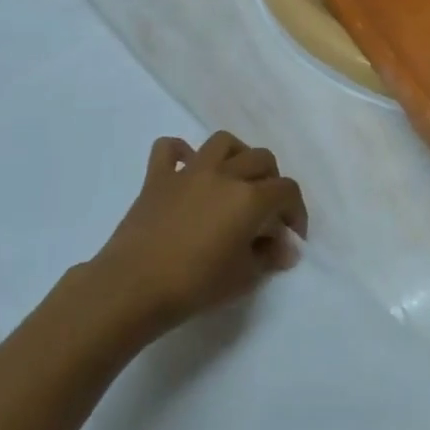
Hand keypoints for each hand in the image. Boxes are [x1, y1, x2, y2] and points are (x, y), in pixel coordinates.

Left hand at [91, 131, 308, 335]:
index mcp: (250, 198)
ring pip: (223, 142)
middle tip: (266, 212)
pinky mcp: (157, 177)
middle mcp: (224, 174)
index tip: (291, 237)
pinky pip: (170, 148)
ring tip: (235, 180)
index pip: (287, 191)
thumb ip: (269, 257)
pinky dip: (182, 153)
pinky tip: (187, 170)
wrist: (133, 287)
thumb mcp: (244, 277)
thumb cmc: (195, 285)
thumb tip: (284, 248)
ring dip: (237, 156)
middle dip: (272, 182)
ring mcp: (188, 171)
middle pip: (261, 159)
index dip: (296, 212)